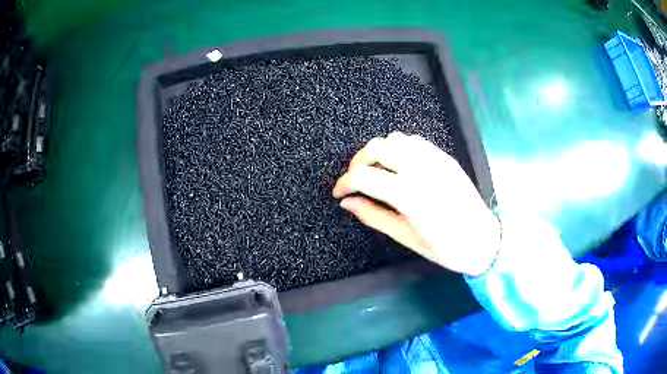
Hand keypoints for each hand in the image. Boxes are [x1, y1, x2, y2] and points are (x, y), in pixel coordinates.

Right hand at [333, 132, 499, 276]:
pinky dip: (399, 148)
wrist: (482, 239)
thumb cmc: (444, 247)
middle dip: (357, 162)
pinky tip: (398, 165)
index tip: (339, 193)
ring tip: (375, 171)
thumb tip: (347, 202)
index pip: (364, 177)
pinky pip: (414, 141)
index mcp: (410, 196)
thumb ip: (373, 215)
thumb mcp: (405, 236)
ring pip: (395, 139)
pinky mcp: (445, 157)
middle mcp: (421, 170)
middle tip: (355, 180)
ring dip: (378, 152)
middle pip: (377, 148)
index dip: (344, 183)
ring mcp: (436, 160)